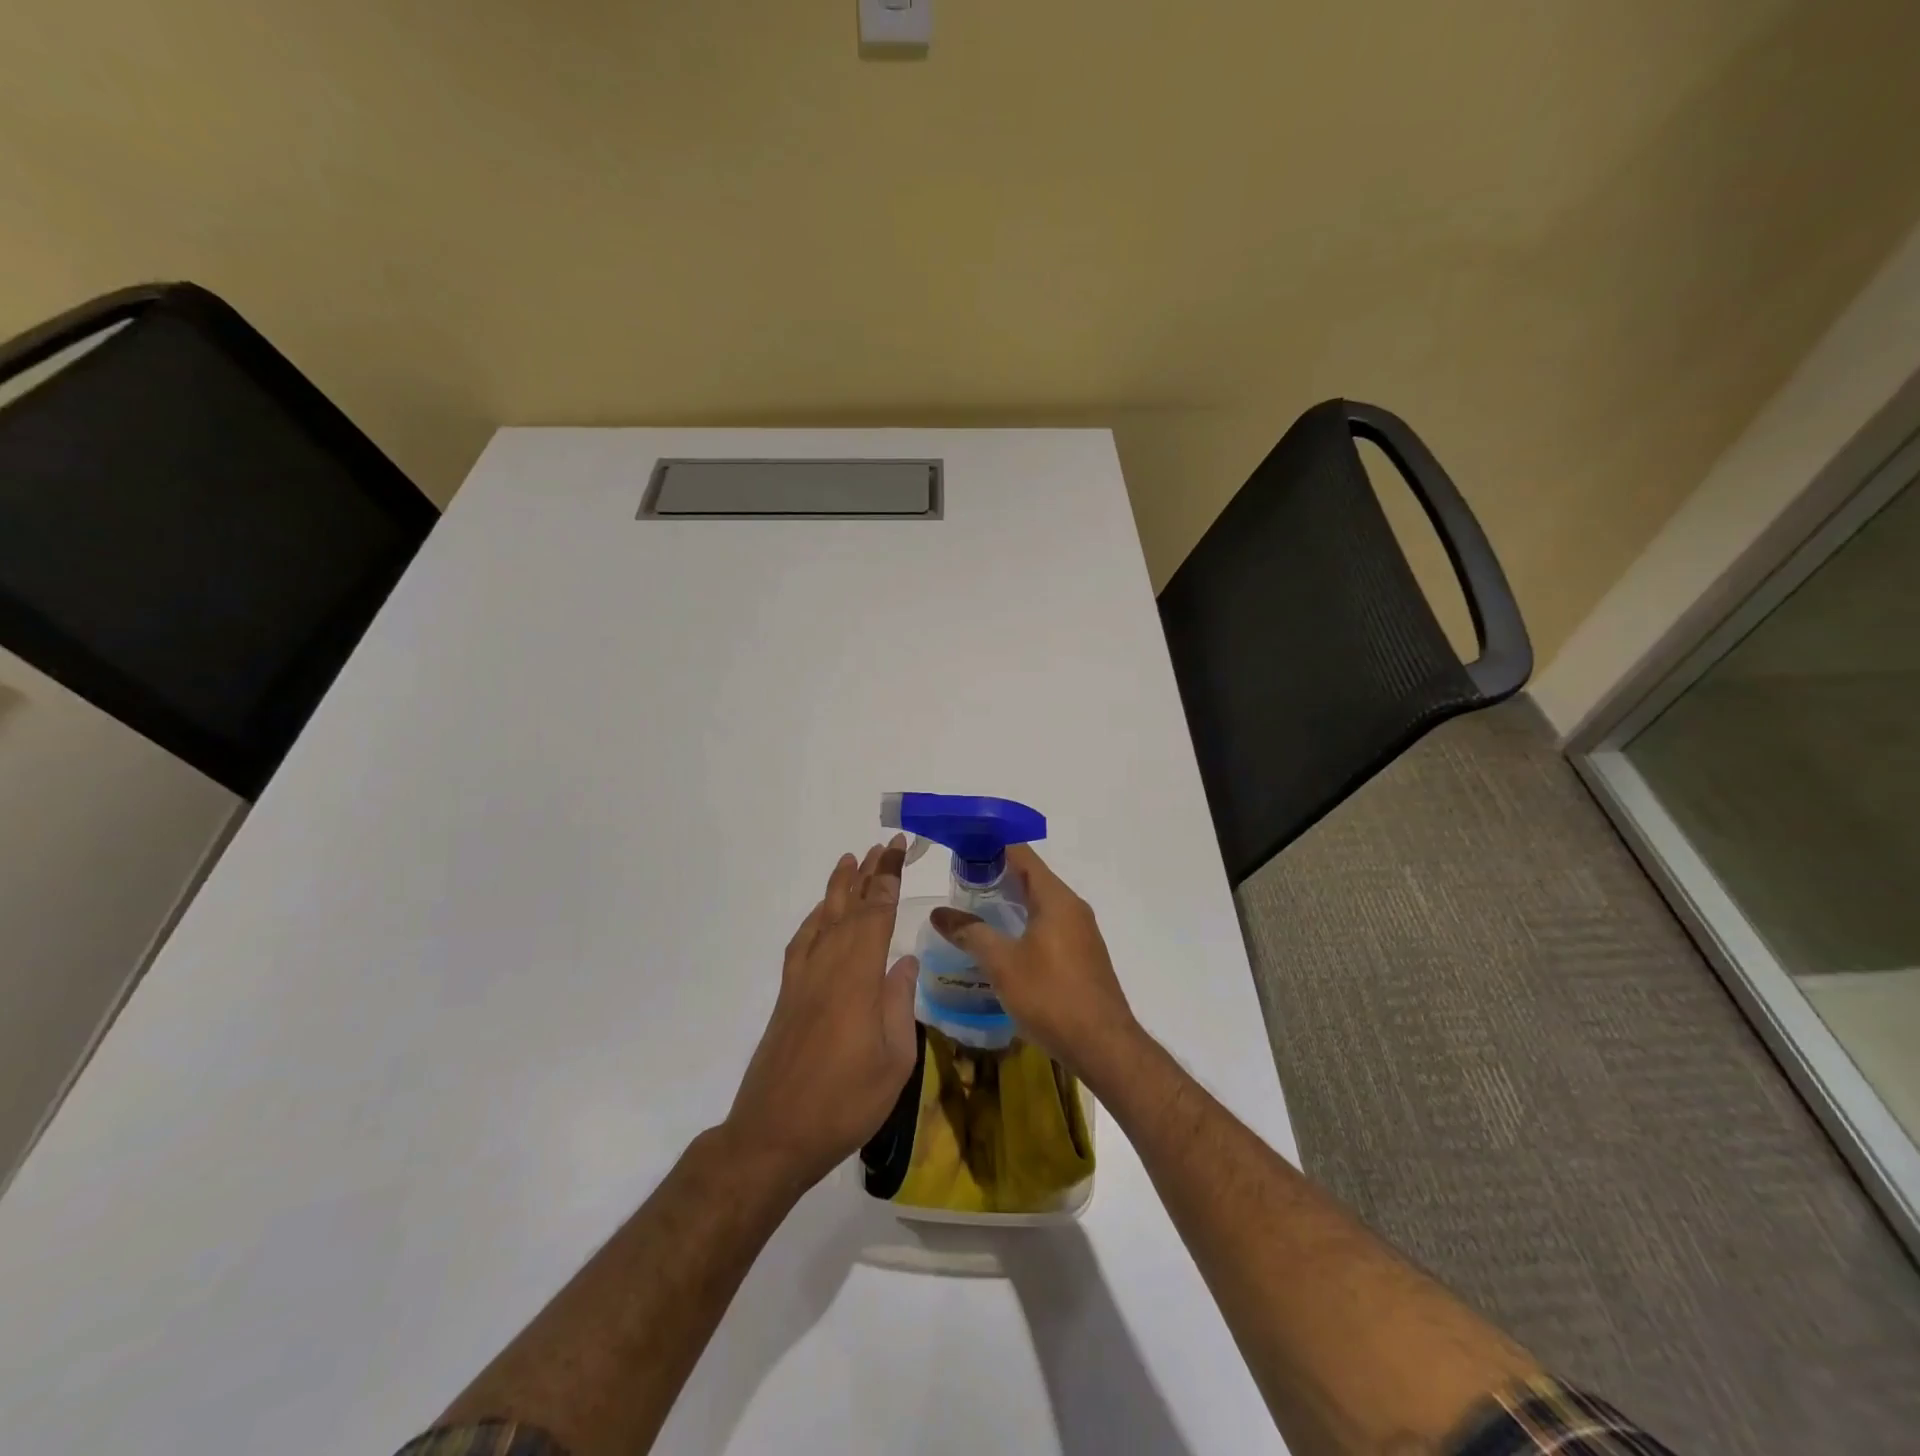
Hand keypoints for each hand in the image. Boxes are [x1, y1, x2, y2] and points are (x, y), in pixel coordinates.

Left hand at [725, 838, 919, 1188]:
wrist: (774, 1135)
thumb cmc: (845, 1103)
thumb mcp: (894, 1061)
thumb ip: (899, 1005)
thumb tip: (903, 962)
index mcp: (858, 979)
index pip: (875, 914)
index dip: (888, 879)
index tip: (897, 850)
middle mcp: (827, 968)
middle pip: (849, 908)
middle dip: (868, 874)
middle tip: (884, 845)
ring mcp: (802, 980)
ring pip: (822, 919)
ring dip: (838, 888)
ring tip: (850, 860)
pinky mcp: (787, 996)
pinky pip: (802, 943)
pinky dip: (813, 919)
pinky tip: (820, 914)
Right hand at [929, 845, 1143, 1092]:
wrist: (1104, 1046)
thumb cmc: (1051, 997)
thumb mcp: (1003, 964)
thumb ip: (970, 933)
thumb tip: (939, 913)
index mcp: (1056, 899)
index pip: (1022, 855)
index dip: (992, 846)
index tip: (962, 847)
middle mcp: (1073, 907)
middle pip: (1031, 878)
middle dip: (996, 875)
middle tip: (959, 882)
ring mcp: (1081, 932)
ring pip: (1041, 904)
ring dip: (1010, 902)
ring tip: (974, 910)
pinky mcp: (1083, 955)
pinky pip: (1049, 925)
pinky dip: (1024, 923)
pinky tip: (1003, 943)